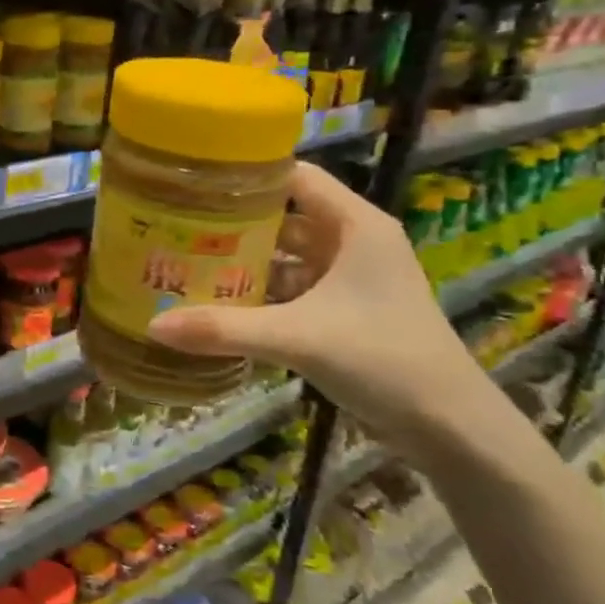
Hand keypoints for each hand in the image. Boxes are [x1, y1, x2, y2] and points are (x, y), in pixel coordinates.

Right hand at [146, 162, 500, 459]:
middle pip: (284, 216)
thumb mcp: (298, 338)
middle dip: (234, 222)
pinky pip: (293, 287)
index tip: (194, 181)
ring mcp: (350, 278)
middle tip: (176, 224)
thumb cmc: (383, 359)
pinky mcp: (346, 310)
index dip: (247, 175)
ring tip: (188, 261)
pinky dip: (261, 292)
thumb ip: (224, 329)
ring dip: (245, 260)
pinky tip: (221, 303)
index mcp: (354, 225)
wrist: (451, 428)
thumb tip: (153, 325)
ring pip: (286, 255)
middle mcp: (353, 242)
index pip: (294, 176)